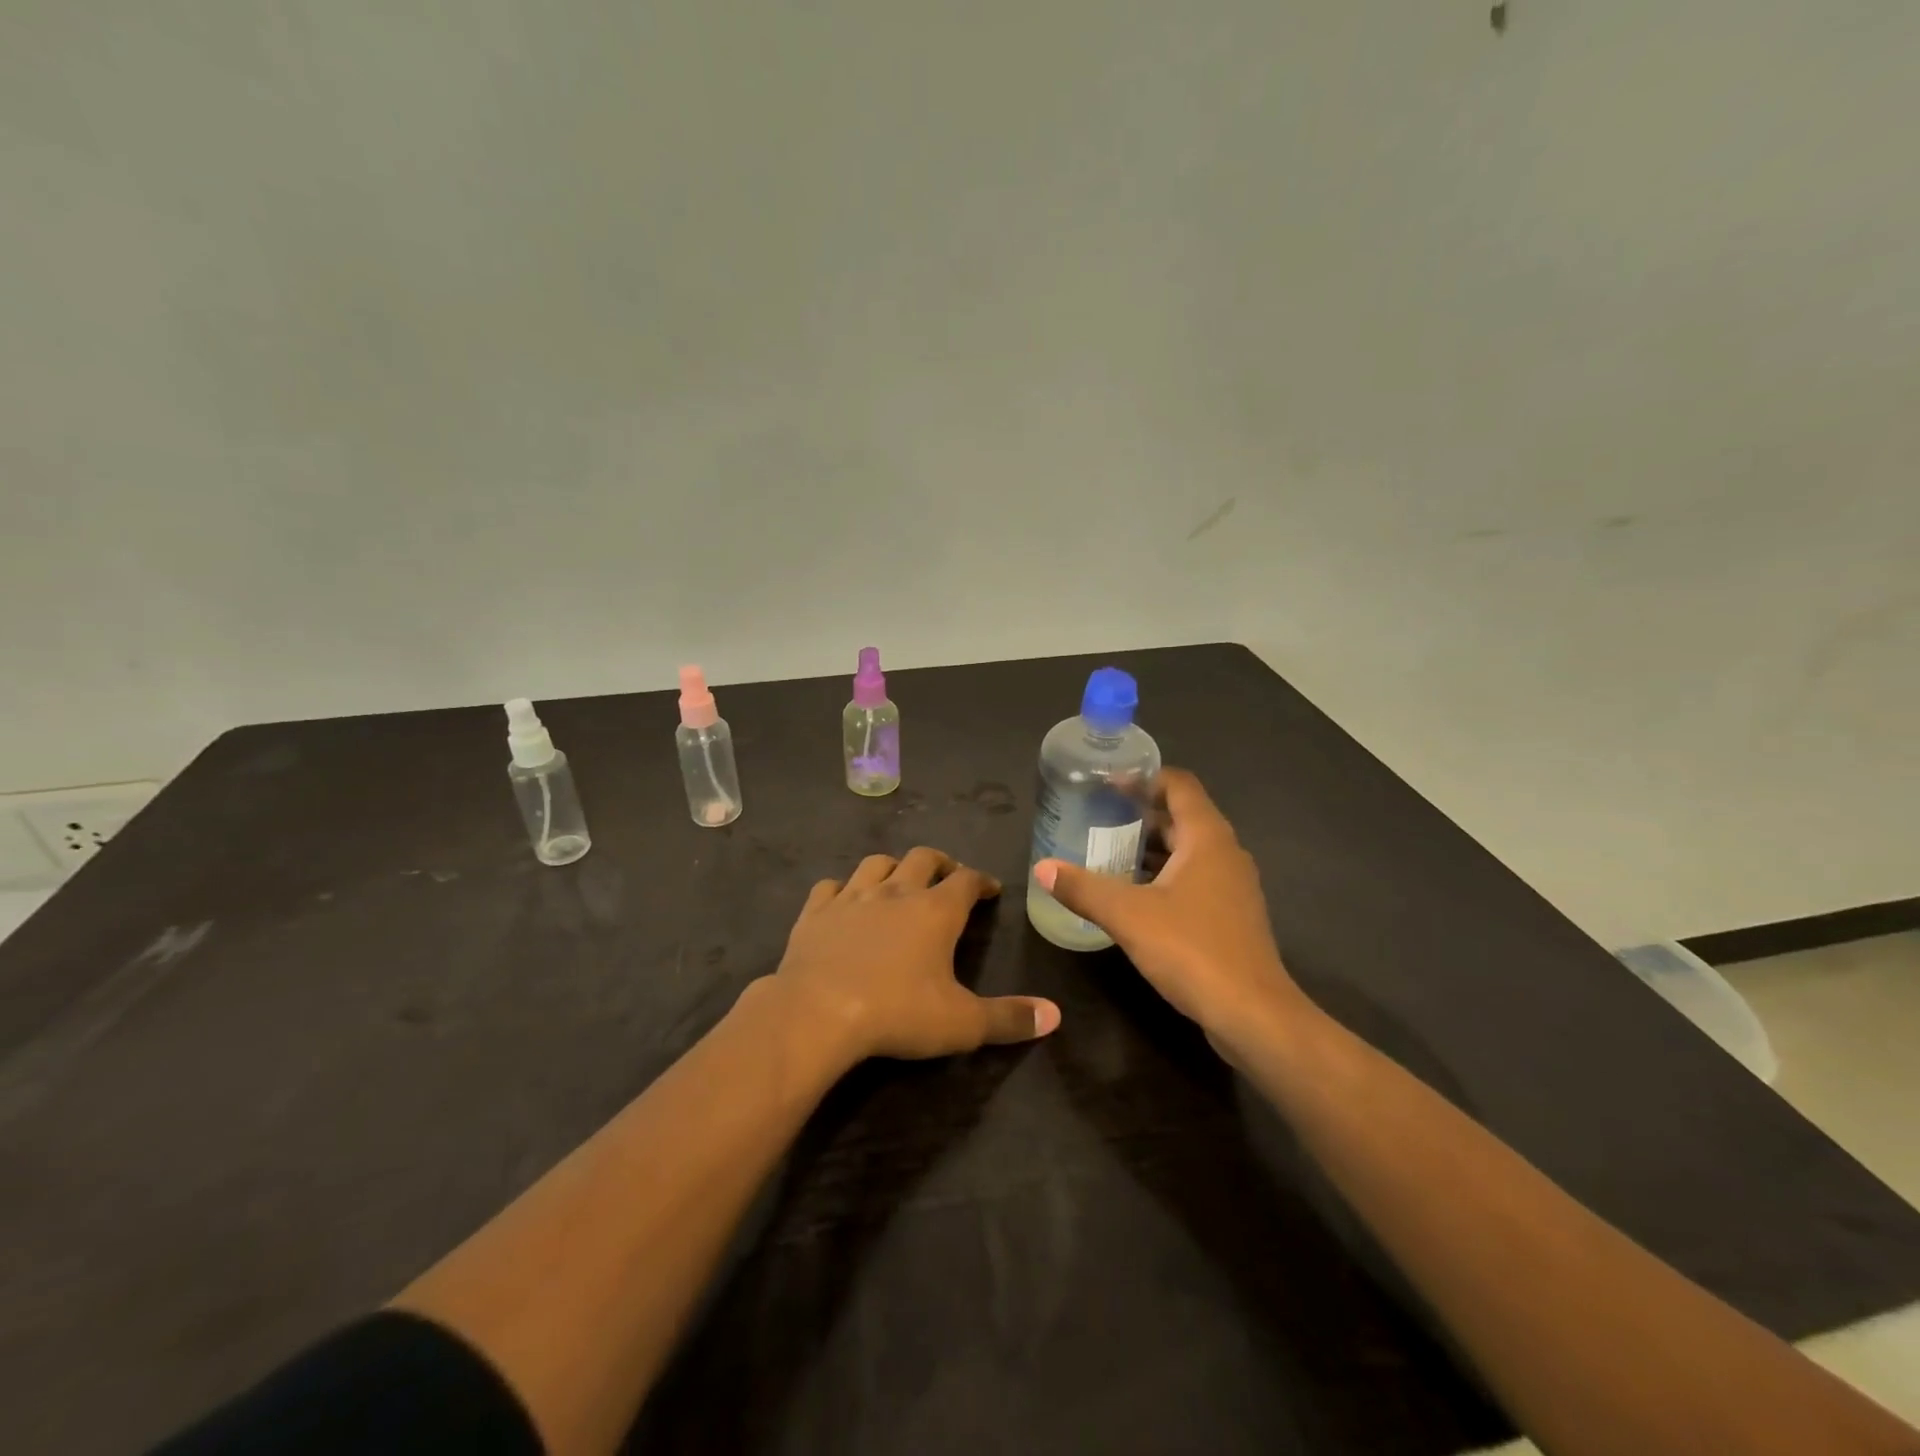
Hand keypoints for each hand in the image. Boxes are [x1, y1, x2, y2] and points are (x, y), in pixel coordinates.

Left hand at [768, 847, 1062, 1061]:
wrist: (818, 1012)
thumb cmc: (897, 1013)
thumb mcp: (962, 1023)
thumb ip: (1009, 1018)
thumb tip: (1055, 1015)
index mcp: (935, 911)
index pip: (966, 880)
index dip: (981, 881)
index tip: (990, 888)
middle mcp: (896, 892)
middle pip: (923, 858)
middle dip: (940, 863)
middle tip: (948, 876)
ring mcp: (852, 897)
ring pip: (876, 864)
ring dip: (892, 867)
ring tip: (899, 881)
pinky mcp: (816, 912)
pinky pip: (831, 886)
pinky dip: (842, 889)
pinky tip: (843, 900)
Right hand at [1034, 768, 1306, 1039]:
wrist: (1253, 1015)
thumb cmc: (1192, 950)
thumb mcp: (1128, 916)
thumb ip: (1083, 888)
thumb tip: (1042, 868)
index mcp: (1207, 838)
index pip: (1179, 785)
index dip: (1144, 778)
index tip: (1108, 784)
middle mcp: (1225, 854)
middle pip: (1183, 816)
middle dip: (1142, 813)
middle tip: (1099, 816)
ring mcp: (1232, 886)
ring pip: (1189, 850)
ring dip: (1152, 846)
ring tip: (1109, 851)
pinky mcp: (1231, 916)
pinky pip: (1194, 878)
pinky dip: (1165, 874)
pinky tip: (1134, 894)